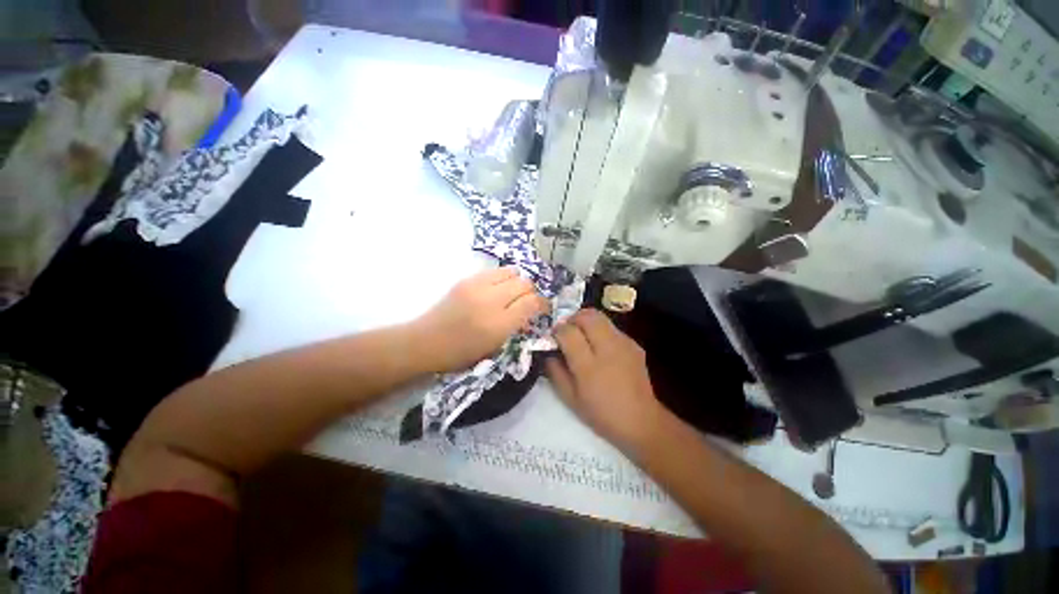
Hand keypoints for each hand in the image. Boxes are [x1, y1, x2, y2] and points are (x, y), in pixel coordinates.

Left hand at [413, 267, 548, 372]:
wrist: (425, 341)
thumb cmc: (460, 353)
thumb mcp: (493, 347)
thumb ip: (515, 327)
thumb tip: (529, 312)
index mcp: (498, 324)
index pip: (531, 302)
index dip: (543, 303)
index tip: (544, 307)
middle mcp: (490, 301)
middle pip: (524, 283)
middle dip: (531, 292)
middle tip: (528, 302)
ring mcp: (477, 286)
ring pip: (512, 272)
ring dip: (518, 282)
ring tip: (513, 293)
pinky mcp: (467, 279)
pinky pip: (495, 271)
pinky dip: (503, 278)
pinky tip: (498, 289)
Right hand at [545, 309, 665, 452]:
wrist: (641, 420)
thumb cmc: (601, 413)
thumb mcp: (570, 398)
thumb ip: (555, 372)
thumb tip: (548, 352)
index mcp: (589, 366)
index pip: (568, 332)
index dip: (557, 330)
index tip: (554, 337)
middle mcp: (607, 349)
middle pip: (587, 316)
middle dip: (572, 318)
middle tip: (567, 331)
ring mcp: (623, 344)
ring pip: (600, 317)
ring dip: (586, 322)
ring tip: (582, 336)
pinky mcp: (634, 344)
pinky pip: (612, 328)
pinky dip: (600, 331)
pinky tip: (600, 347)